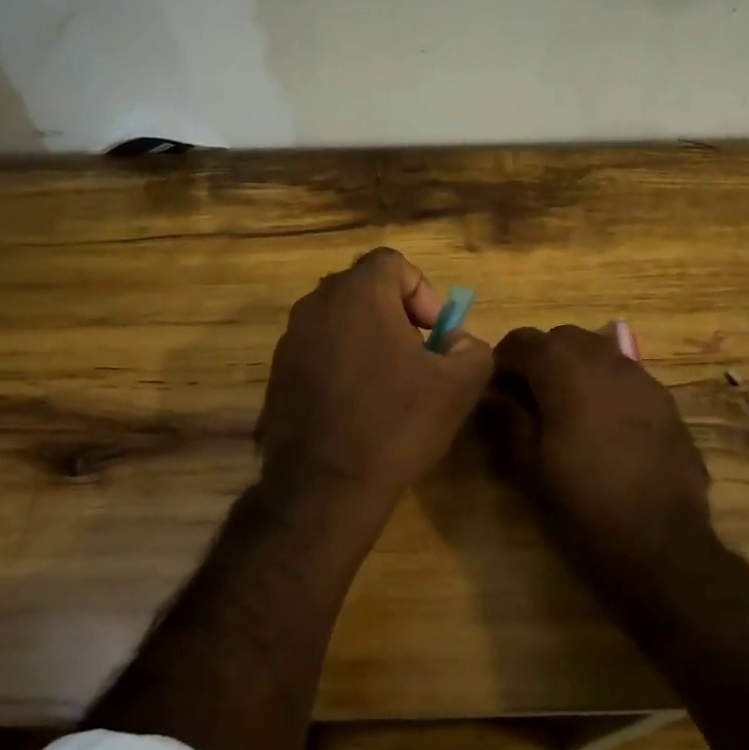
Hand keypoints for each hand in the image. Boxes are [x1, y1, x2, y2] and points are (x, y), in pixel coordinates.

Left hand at [259, 248, 492, 523]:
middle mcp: (316, 304)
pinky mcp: (277, 372)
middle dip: (396, 313)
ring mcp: (290, 339)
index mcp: (358, 294)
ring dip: (368, 338)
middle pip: (363, 288)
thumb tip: (457, 341)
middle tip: (417, 354)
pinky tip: (356, 405)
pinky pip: (318, 349)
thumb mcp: (458, 386)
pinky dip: (341, 362)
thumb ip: (471, 348)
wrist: (324, 486)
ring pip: (339, 319)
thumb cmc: (395, 425)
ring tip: (389, 383)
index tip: (435, 333)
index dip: (422, 290)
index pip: (392, 263)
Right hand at [486, 324, 714, 578]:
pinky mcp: (666, 401)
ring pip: (599, 351)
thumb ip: (507, 419)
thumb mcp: (529, 465)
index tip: (493, 388)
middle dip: (541, 357)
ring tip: (565, 408)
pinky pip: (625, 376)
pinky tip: (602, 424)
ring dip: (575, 367)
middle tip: (527, 395)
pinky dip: (605, 385)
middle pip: (563, 337)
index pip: (522, 340)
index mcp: (565, 370)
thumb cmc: (581, 503)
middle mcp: (605, 360)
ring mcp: (642, 378)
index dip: (502, 359)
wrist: (659, 543)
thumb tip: (492, 396)